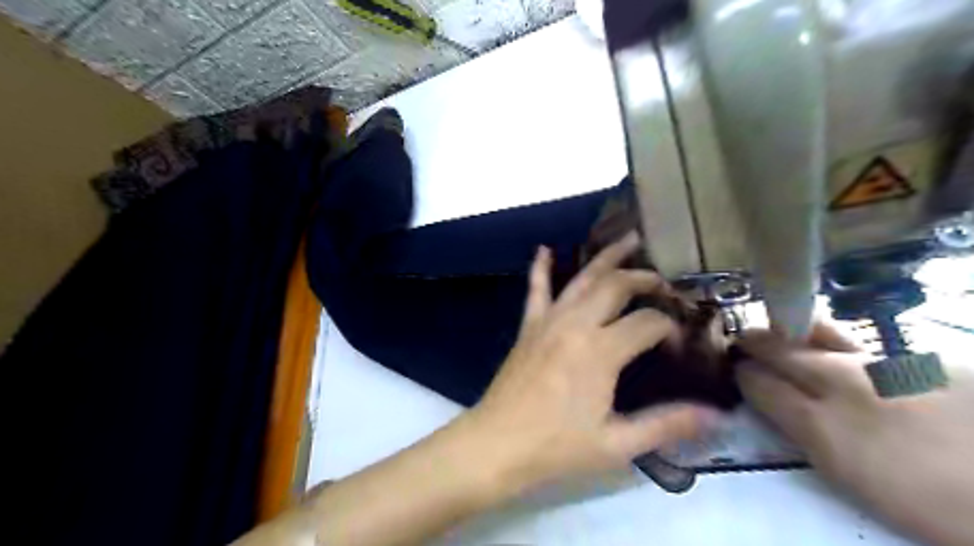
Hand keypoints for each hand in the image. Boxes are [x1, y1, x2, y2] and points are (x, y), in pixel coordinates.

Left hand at [463, 231, 713, 496]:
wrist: (496, 444)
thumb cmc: (556, 447)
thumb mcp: (617, 444)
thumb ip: (667, 425)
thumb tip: (717, 416)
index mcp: (601, 351)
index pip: (648, 322)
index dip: (669, 328)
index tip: (677, 346)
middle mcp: (576, 324)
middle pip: (617, 286)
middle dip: (645, 280)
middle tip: (665, 284)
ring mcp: (548, 321)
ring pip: (582, 279)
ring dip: (607, 258)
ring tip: (630, 239)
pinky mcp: (528, 326)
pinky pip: (535, 289)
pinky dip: (541, 268)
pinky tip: (544, 249)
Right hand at [738, 321, 972, 545]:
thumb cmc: (931, 501)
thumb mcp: (852, 478)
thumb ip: (808, 435)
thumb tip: (779, 405)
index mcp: (824, 427)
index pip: (758, 383)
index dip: (741, 374)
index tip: (736, 371)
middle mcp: (844, 385)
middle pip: (781, 349)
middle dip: (755, 342)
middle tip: (743, 340)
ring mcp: (883, 366)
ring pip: (820, 333)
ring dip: (791, 332)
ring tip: (780, 329)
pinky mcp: (922, 359)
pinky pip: (862, 344)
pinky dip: (838, 343)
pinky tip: (841, 352)